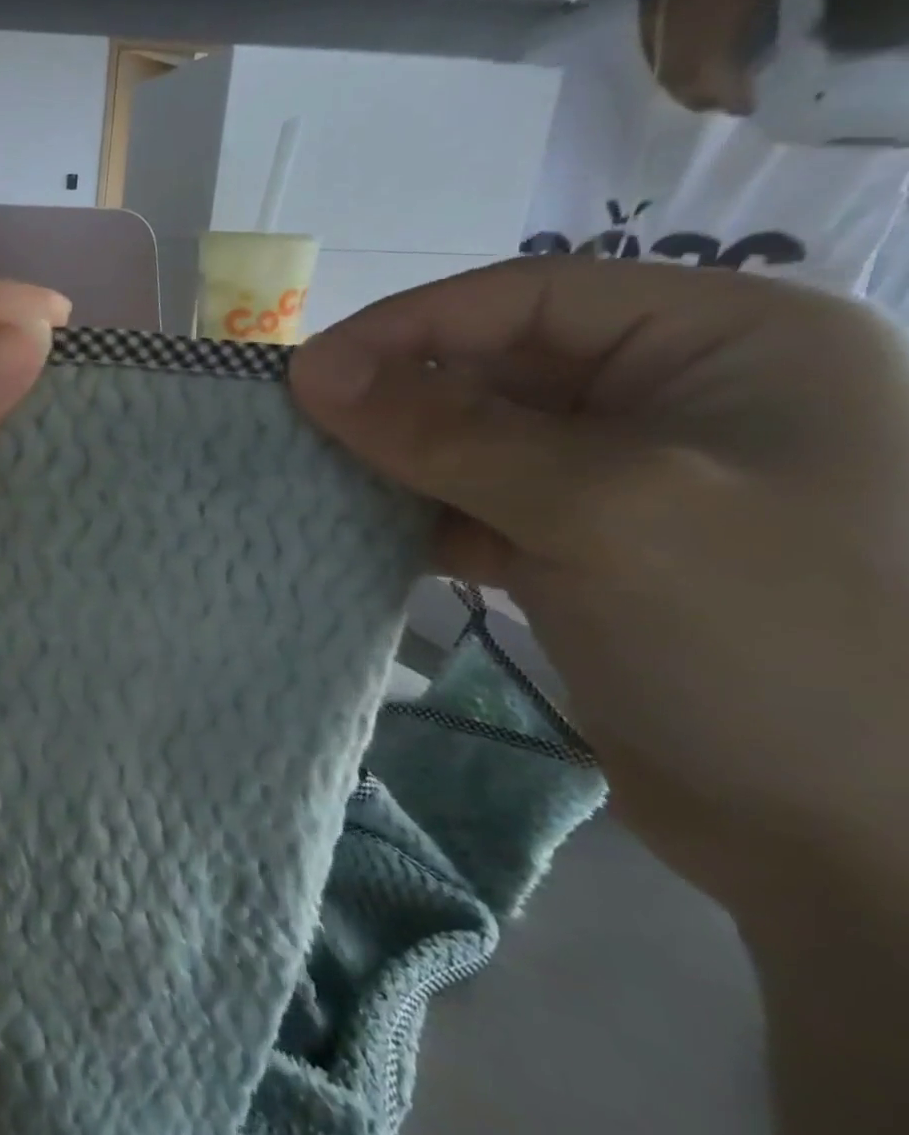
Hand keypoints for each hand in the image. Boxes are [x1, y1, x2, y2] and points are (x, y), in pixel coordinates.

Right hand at [289, 257, 908, 913]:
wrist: (839, 837)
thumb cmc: (759, 641)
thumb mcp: (600, 510)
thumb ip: (446, 431)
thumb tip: (312, 372)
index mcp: (723, 342)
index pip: (527, 298)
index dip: (406, 328)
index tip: (305, 374)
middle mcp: (674, 394)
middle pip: (494, 368)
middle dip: (393, 398)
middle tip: (296, 427)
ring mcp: (625, 475)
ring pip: (474, 439)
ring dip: (394, 458)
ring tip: (313, 475)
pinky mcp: (580, 544)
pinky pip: (474, 502)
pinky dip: (415, 514)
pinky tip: (360, 529)